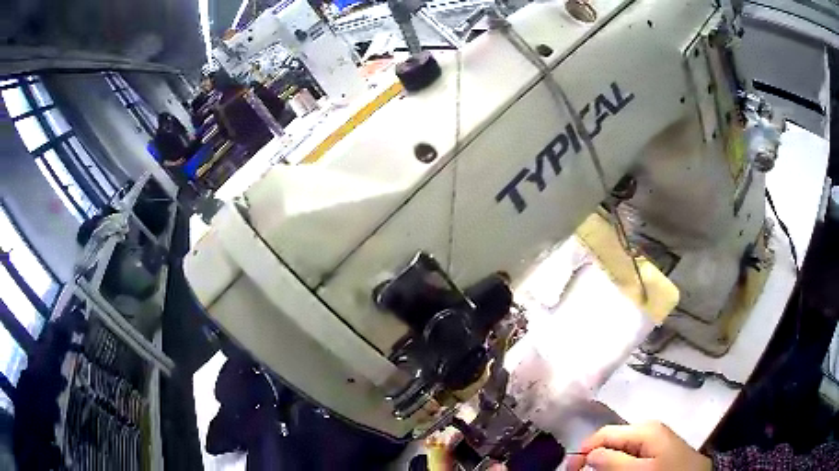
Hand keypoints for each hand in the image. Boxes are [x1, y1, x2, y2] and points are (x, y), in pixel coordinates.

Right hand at [566, 422, 711, 470]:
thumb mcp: (640, 470)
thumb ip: (614, 462)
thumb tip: (590, 455)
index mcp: (644, 429)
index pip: (604, 434)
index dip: (584, 451)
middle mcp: (648, 429)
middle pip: (611, 441)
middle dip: (596, 459)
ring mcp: (654, 439)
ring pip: (620, 449)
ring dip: (607, 463)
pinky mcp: (658, 449)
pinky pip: (632, 454)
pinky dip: (620, 464)